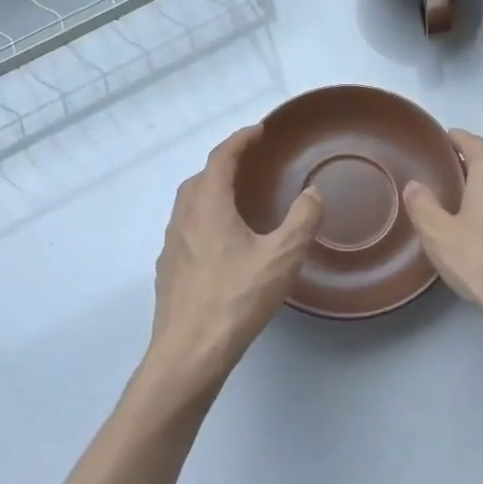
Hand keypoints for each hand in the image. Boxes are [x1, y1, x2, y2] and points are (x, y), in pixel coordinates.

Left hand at [147, 125, 321, 387]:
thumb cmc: (236, 298)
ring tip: (238, 199)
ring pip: (190, 204)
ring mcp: (171, 245)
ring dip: (212, 191)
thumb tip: (313, 192)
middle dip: (225, 163)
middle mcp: (184, 217)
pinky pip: (187, 229)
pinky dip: (205, 219)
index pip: (221, 158)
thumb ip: (302, 220)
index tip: (259, 131)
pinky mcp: (169, 270)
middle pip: (201, 177)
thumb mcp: (282, 257)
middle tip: (251, 163)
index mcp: (208, 205)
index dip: (240, 140)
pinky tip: (222, 243)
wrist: (189, 352)